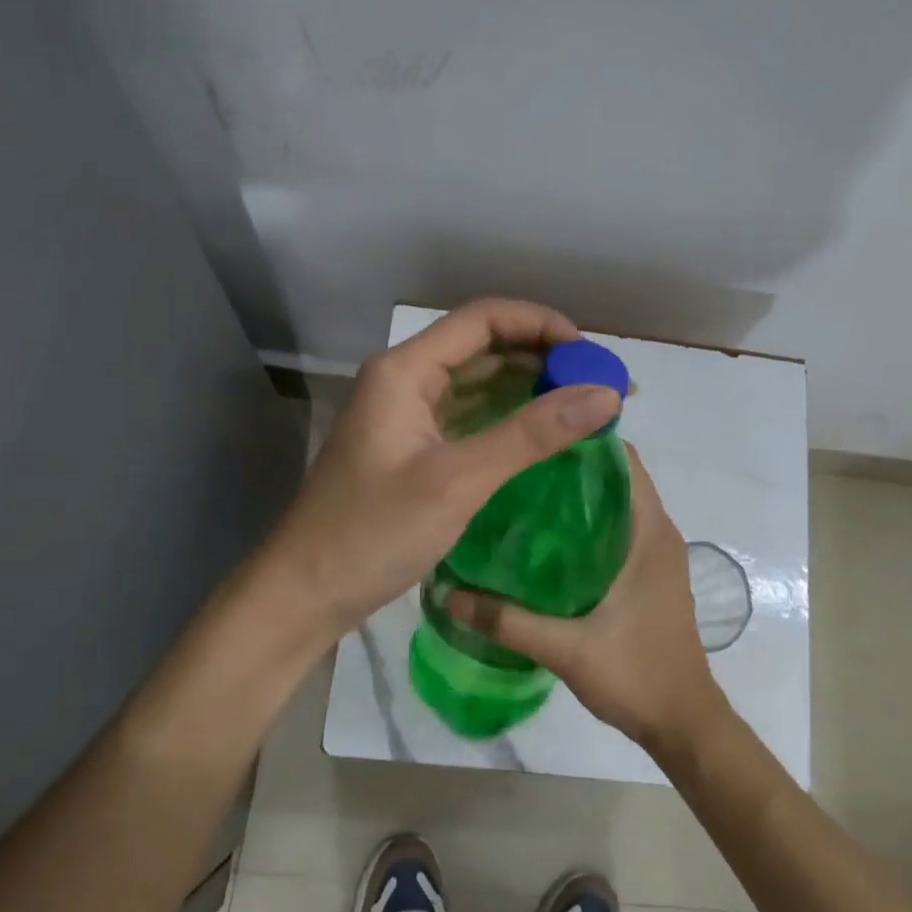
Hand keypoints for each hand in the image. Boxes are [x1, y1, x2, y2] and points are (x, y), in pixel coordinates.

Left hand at [262, 298, 622, 638]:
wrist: (306, 592)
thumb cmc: (373, 533)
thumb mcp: (458, 480)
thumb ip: (531, 434)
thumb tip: (606, 393)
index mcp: (404, 371)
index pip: (483, 319)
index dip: (541, 325)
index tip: (591, 353)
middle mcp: (404, 381)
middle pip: (482, 347)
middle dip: (542, 358)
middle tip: (598, 383)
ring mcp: (406, 416)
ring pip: (477, 384)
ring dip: (528, 389)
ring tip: (583, 405)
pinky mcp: (412, 449)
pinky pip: (468, 418)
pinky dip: (507, 420)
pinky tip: (543, 435)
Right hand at [445, 448, 728, 756]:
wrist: (683, 723)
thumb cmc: (637, 675)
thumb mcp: (566, 648)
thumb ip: (507, 621)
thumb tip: (447, 594)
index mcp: (650, 533)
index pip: (623, 460)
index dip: (584, 439)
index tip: (535, 431)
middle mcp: (657, 534)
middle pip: (614, 479)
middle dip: (569, 465)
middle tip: (513, 462)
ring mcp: (655, 556)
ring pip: (614, 507)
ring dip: (576, 497)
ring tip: (520, 493)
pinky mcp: (647, 577)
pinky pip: (616, 533)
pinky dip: (584, 526)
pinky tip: (541, 542)